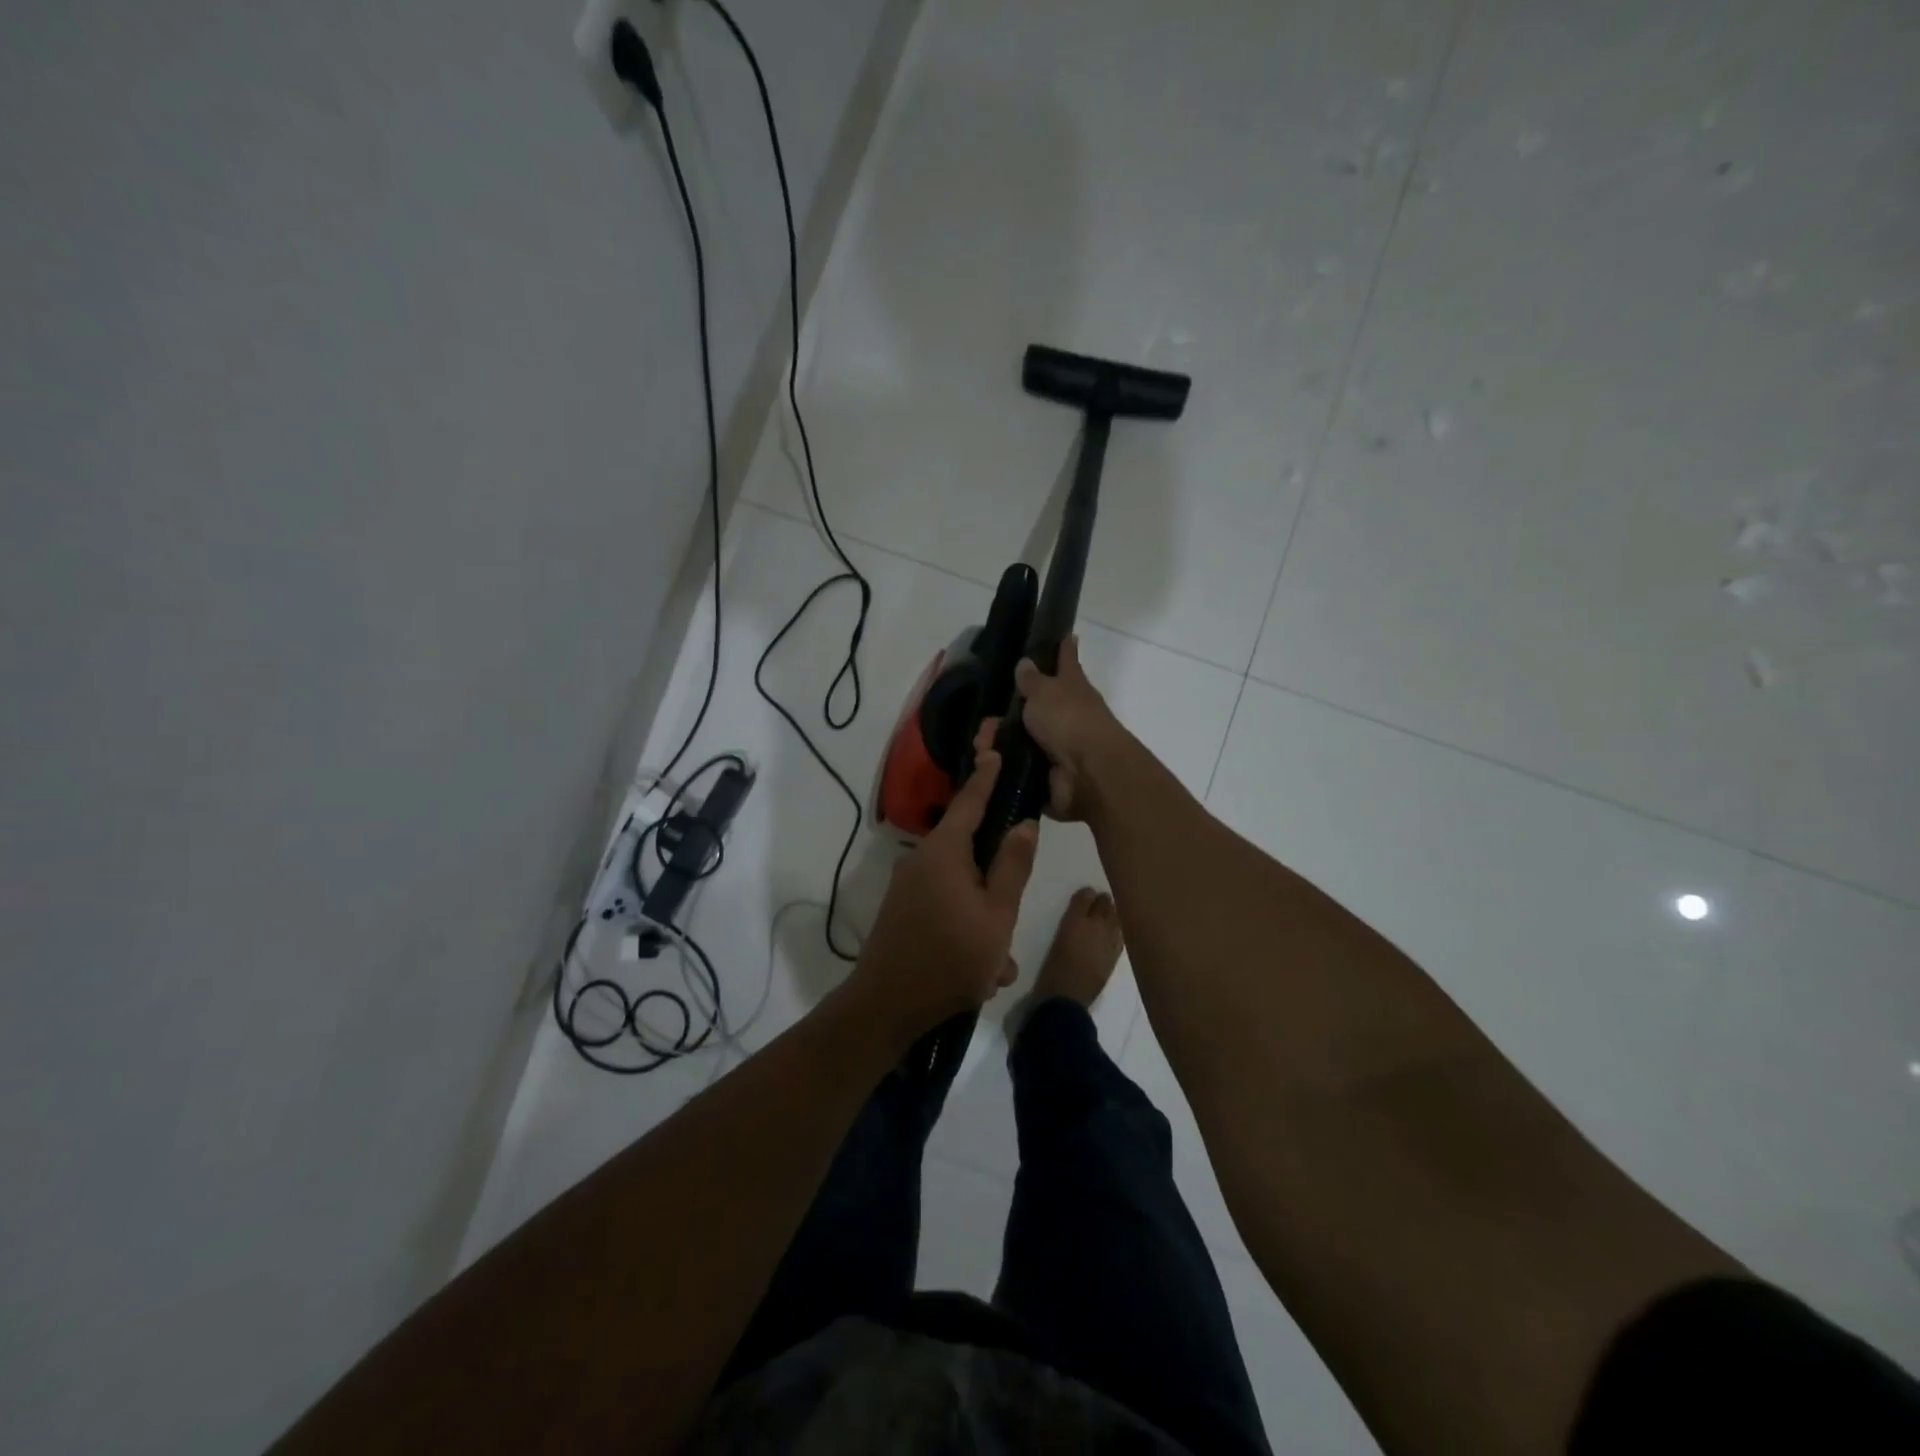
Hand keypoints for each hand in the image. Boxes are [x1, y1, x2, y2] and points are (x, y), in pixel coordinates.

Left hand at [847, 748, 1038, 1044]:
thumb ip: (1012, 866)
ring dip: (984, 918)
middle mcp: (920, 860)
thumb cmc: (950, 958)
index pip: (970, 801)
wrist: (885, 1007)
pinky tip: (981, 971)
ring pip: (961, 889)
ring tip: (999, 963)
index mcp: (943, 852)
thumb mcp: (997, 915)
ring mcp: (907, 887)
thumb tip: (1024, 824)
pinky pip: (945, 908)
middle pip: (968, 849)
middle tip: (1016, 902)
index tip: (996, 750)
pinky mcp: (902, 911)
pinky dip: (966, 931)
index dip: (987, 776)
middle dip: (996, 877)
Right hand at [978, 635, 1124, 821]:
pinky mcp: (1049, 774)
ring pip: (1023, 738)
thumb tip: (1025, 663)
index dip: (1064, 648)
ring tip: (981, 743)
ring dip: (1001, 740)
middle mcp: (1069, 714)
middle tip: (988, 715)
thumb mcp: (1044, 692)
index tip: (1065, 634)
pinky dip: (1004, 765)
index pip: (1067, 660)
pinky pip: (1020, 766)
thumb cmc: (1069, 720)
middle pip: (1038, 705)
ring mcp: (1060, 746)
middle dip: (1012, 709)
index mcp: (1073, 687)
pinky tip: (987, 763)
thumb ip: (1031, 680)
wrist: (1087, 774)